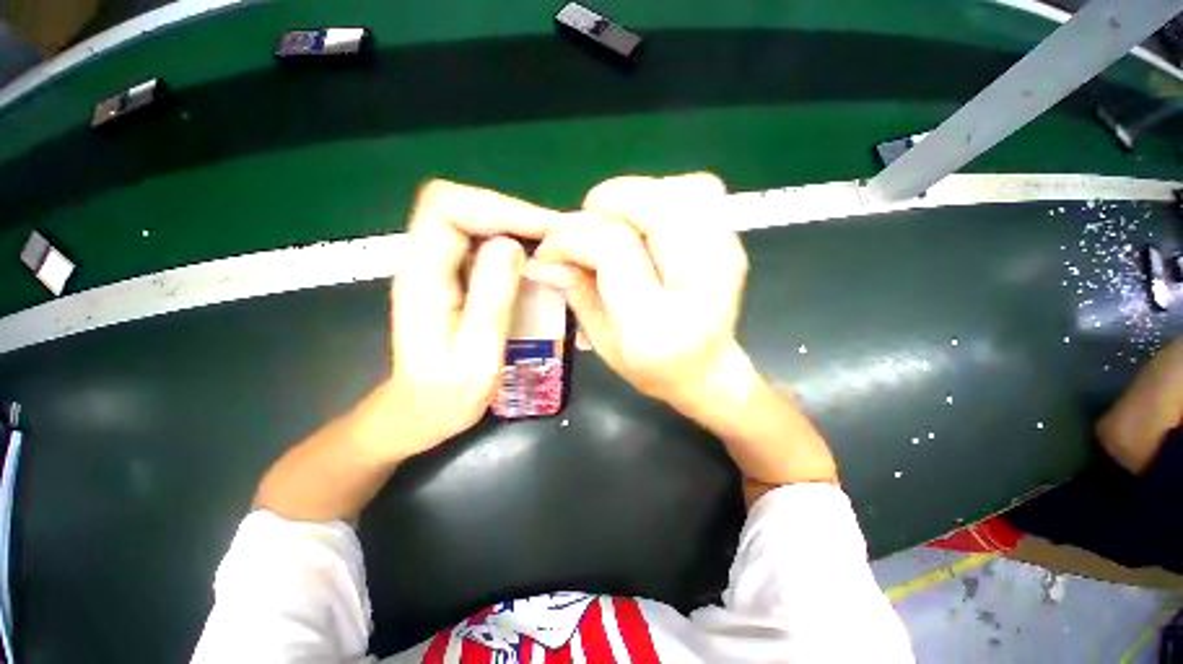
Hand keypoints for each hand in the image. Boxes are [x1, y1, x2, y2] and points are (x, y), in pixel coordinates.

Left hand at [362, 180, 565, 460]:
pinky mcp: (452, 277)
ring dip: (516, 225)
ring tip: (554, 244)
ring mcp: (437, 267)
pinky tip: (537, 260)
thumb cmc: (445, 397)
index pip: (446, 208)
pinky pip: (482, 242)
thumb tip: (512, 245)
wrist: (418, 413)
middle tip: (558, 236)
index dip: (498, 207)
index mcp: (422, 278)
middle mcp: (423, 261)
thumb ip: (491, 301)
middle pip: (461, 205)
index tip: (545, 230)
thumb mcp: (475, 357)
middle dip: (514, 213)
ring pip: (473, 220)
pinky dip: (513, 241)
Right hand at [530, 173, 751, 412]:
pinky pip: (698, 189)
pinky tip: (650, 226)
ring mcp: (724, 254)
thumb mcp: (602, 340)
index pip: (612, 245)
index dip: (572, 235)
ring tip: (618, 231)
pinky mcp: (731, 240)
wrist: (707, 371)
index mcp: (658, 321)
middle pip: (648, 203)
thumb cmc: (651, 368)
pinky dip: (664, 195)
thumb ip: (576, 291)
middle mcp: (700, 280)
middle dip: (601, 209)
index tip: (552, 250)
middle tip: (587, 236)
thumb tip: (549, 254)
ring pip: (674, 188)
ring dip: (632, 200)